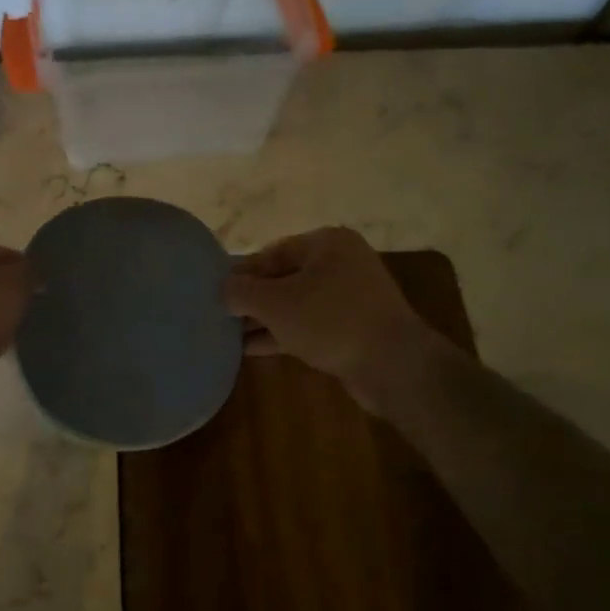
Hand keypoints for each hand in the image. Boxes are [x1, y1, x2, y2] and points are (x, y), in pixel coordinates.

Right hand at [223, 227, 437, 407]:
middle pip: (283, 277)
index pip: (271, 252)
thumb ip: (241, 292)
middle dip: (251, 299)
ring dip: (264, 319)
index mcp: (326, 243)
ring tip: (228, 335)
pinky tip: (251, 349)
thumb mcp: (275, 303)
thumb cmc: (330, 321)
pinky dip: (282, 334)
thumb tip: (224, 290)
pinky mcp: (353, 328)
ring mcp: (350, 297)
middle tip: (219, 315)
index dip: (240, 273)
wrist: (394, 367)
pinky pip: (308, 324)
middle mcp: (341, 263)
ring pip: (295, 304)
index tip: (214, 292)